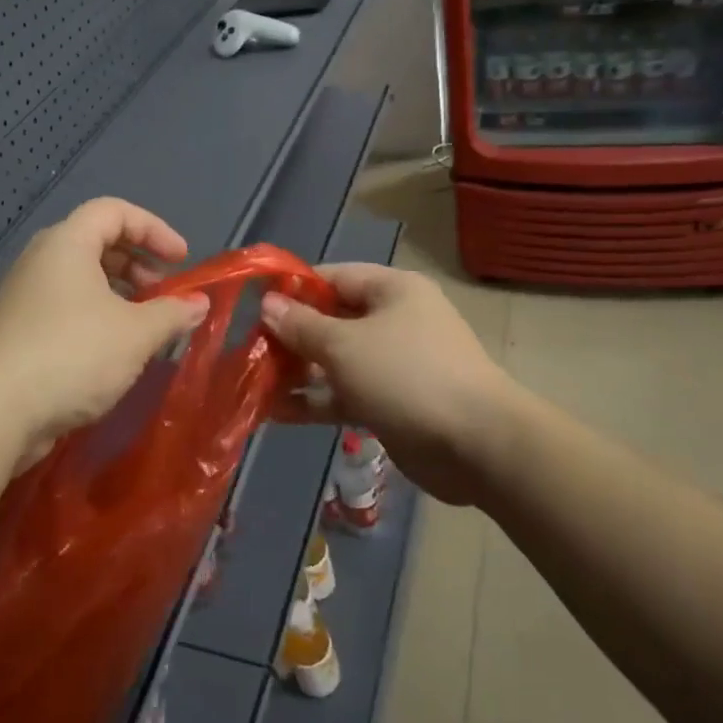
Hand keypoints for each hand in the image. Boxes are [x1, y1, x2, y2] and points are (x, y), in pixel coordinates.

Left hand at [0, 198, 209, 473]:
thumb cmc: (71, 354)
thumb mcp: (136, 334)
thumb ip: (172, 313)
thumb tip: (199, 303)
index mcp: (66, 244)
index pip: (114, 211)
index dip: (154, 229)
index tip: (182, 260)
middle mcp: (42, 262)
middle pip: (97, 244)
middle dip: (139, 265)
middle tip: (164, 295)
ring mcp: (26, 298)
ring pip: (82, 282)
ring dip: (120, 297)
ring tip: (146, 329)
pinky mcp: (19, 333)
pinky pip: (68, 311)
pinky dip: (98, 320)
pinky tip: (116, 356)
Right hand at [261, 263, 515, 505]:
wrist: (477, 446)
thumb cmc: (407, 376)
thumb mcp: (345, 345)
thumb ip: (302, 326)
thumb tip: (267, 305)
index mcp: (392, 290)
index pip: (332, 277)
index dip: (291, 289)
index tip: (251, 306)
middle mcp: (393, 321)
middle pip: (331, 320)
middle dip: (289, 336)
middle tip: (246, 351)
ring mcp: (393, 364)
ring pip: (335, 361)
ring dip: (297, 372)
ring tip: (251, 384)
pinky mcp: (390, 403)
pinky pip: (344, 394)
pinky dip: (315, 401)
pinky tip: (275, 413)